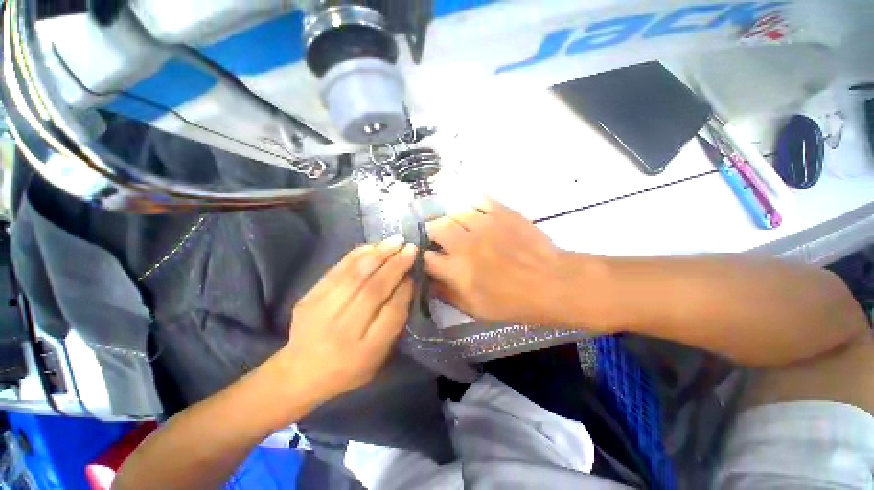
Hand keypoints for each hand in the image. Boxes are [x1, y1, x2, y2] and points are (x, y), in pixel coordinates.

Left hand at [277, 238, 415, 405]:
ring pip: (356, 275)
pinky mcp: (309, 297)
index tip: (415, 272)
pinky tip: (373, 246)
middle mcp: (343, 330)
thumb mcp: (378, 357)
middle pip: (374, 290)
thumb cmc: (348, 368)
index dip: (405, 289)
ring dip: (379, 254)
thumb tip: (406, 283)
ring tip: (396, 241)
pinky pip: (337, 270)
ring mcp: (322, 312)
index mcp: (365, 351)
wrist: (299, 372)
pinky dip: (357, 255)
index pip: (391, 312)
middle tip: (410, 248)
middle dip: (396, 265)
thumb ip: (393, 323)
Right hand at [424, 198, 573, 325]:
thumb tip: (429, 281)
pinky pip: (478, 200)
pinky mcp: (501, 212)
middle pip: (435, 227)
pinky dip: (474, 207)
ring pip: (454, 212)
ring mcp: (483, 224)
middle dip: (435, 234)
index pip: (426, 257)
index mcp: (457, 270)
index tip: (433, 260)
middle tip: (445, 241)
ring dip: (454, 221)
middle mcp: (464, 244)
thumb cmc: (512, 302)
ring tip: (463, 229)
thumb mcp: (475, 309)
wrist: (551, 282)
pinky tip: (479, 216)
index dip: (426, 258)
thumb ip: (447, 294)